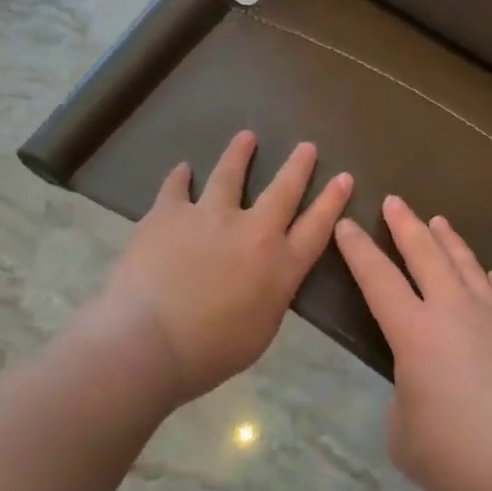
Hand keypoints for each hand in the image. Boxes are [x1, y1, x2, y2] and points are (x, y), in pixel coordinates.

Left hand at [92, 131, 352, 404]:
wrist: (147, 342)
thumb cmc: (208, 353)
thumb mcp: (260, 333)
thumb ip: (271, 297)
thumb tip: (270, 277)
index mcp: (279, 266)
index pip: (316, 227)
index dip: (332, 201)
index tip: (344, 177)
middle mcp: (252, 231)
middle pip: (282, 191)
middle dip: (298, 166)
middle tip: (306, 146)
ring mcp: (209, 216)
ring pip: (229, 175)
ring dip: (240, 154)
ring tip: (246, 137)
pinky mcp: (170, 213)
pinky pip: (176, 188)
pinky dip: (181, 177)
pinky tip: (182, 169)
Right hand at [335, 197, 491, 490]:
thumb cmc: (464, 457)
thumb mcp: (406, 438)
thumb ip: (405, 400)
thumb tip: (423, 382)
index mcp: (415, 333)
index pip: (377, 279)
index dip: (358, 250)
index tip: (345, 223)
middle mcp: (453, 310)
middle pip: (425, 253)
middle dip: (405, 224)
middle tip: (394, 201)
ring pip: (464, 261)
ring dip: (446, 238)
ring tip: (437, 220)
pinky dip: (483, 275)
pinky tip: (485, 272)